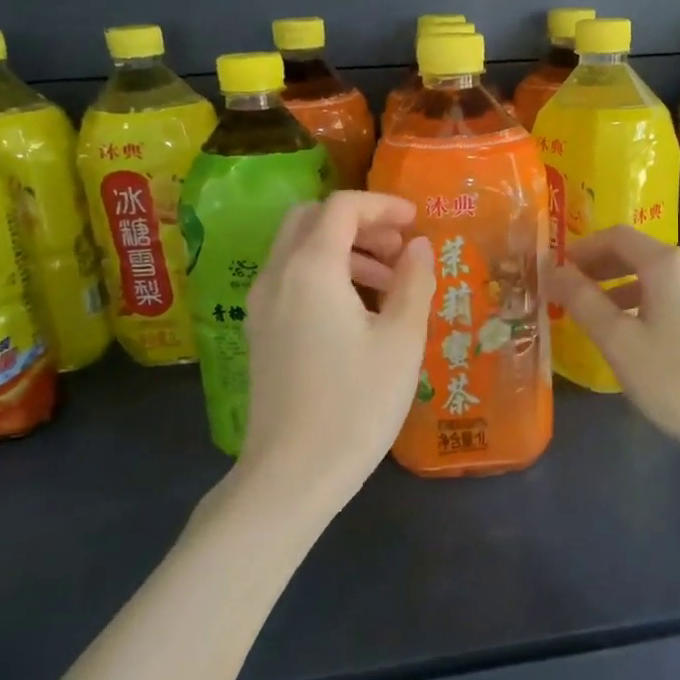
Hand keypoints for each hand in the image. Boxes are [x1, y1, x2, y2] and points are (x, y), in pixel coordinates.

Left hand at [238, 192, 435, 509]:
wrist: (292, 475)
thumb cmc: (356, 403)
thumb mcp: (400, 341)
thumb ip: (413, 283)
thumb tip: (419, 247)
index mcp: (311, 269)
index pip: (342, 207)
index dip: (382, 205)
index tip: (416, 221)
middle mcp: (277, 276)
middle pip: (311, 219)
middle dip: (358, 223)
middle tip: (399, 248)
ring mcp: (261, 306)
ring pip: (299, 250)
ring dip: (344, 250)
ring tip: (389, 284)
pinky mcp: (261, 333)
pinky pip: (291, 280)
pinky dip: (325, 275)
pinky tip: (359, 313)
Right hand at [547, 226, 679, 464]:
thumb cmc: (678, 381)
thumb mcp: (618, 342)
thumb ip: (582, 301)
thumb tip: (554, 271)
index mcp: (669, 263)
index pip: (616, 237)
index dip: (582, 249)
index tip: (556, 270)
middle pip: (640, 253)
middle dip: (601, 268)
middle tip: (569, 291)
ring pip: (660, 277)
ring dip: (624, 288)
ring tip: (598, 316)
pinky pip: (679, 295)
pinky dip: (650, 302)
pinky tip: (639, 333)